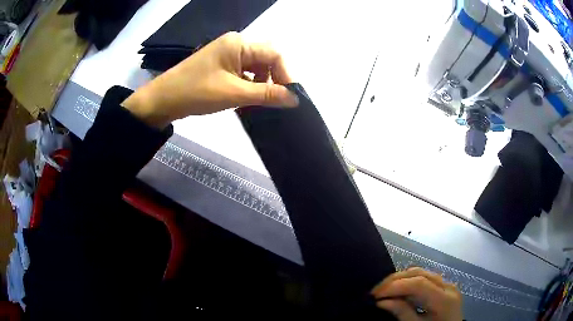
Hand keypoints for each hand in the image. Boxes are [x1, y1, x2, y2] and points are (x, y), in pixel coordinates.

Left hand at [123, 32, 298, 128]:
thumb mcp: (233, 93)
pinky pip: (244, 73)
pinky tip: (249, 99)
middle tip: (277, 101)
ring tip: (262, 103)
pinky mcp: (221, 65)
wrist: (163, 100)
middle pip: (266, 59)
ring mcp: (227, 54)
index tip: (291, 96)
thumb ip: (266, 94)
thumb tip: (295, 99)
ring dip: (262, 84)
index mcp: (239, 43)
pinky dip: (250, 85)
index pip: (274, 54)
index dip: (286, 74)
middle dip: (275, 79)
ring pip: (256, 67)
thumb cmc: (196, 92)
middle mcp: (236, 44)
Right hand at [371, 267, 462, 320]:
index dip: (395, 286)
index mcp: (445, 300)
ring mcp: (448, 285)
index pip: (419, 284)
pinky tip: (399, 289)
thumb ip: (403, 314)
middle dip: (395, 280)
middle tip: (376, 291)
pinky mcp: (445, 287)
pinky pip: (426, 278)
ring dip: (401, 278)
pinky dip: (410, 281)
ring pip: (423, 272)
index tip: (375, 295)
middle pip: (420, 274)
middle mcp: (449, 287)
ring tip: (384, 289)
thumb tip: (382, 302)